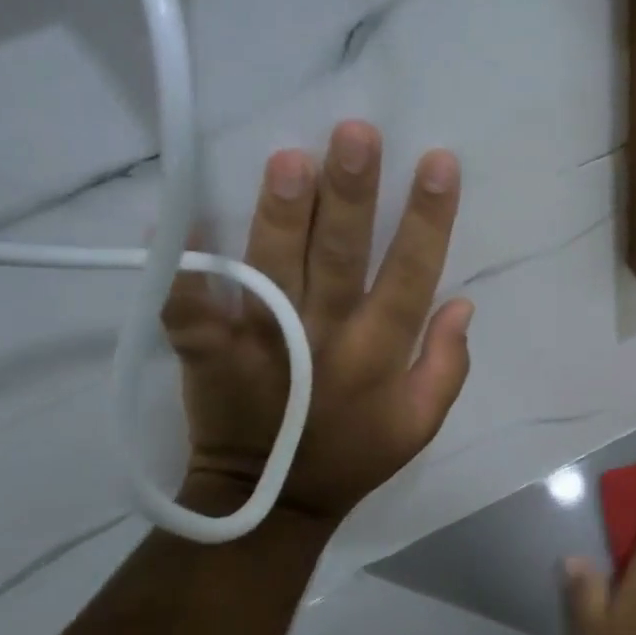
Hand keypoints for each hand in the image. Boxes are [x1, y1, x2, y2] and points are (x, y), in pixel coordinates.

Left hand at [161, 120, 473, 523]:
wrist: (272, 500)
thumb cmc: (353, 456)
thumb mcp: (421, 424)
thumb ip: (447, 365)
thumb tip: (462, 302)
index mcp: (379, 353)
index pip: (412, 274)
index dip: (429, 219)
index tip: (438, 162)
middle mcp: (325, 338)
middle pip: (340, 257)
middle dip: (350, 195)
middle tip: (355, 134)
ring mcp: (263, 343)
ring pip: (274, 269)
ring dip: (280, 215)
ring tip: (288, 160)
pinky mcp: (208, 354)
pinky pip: (189, 308)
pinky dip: (180, 269)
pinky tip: (174, 219)